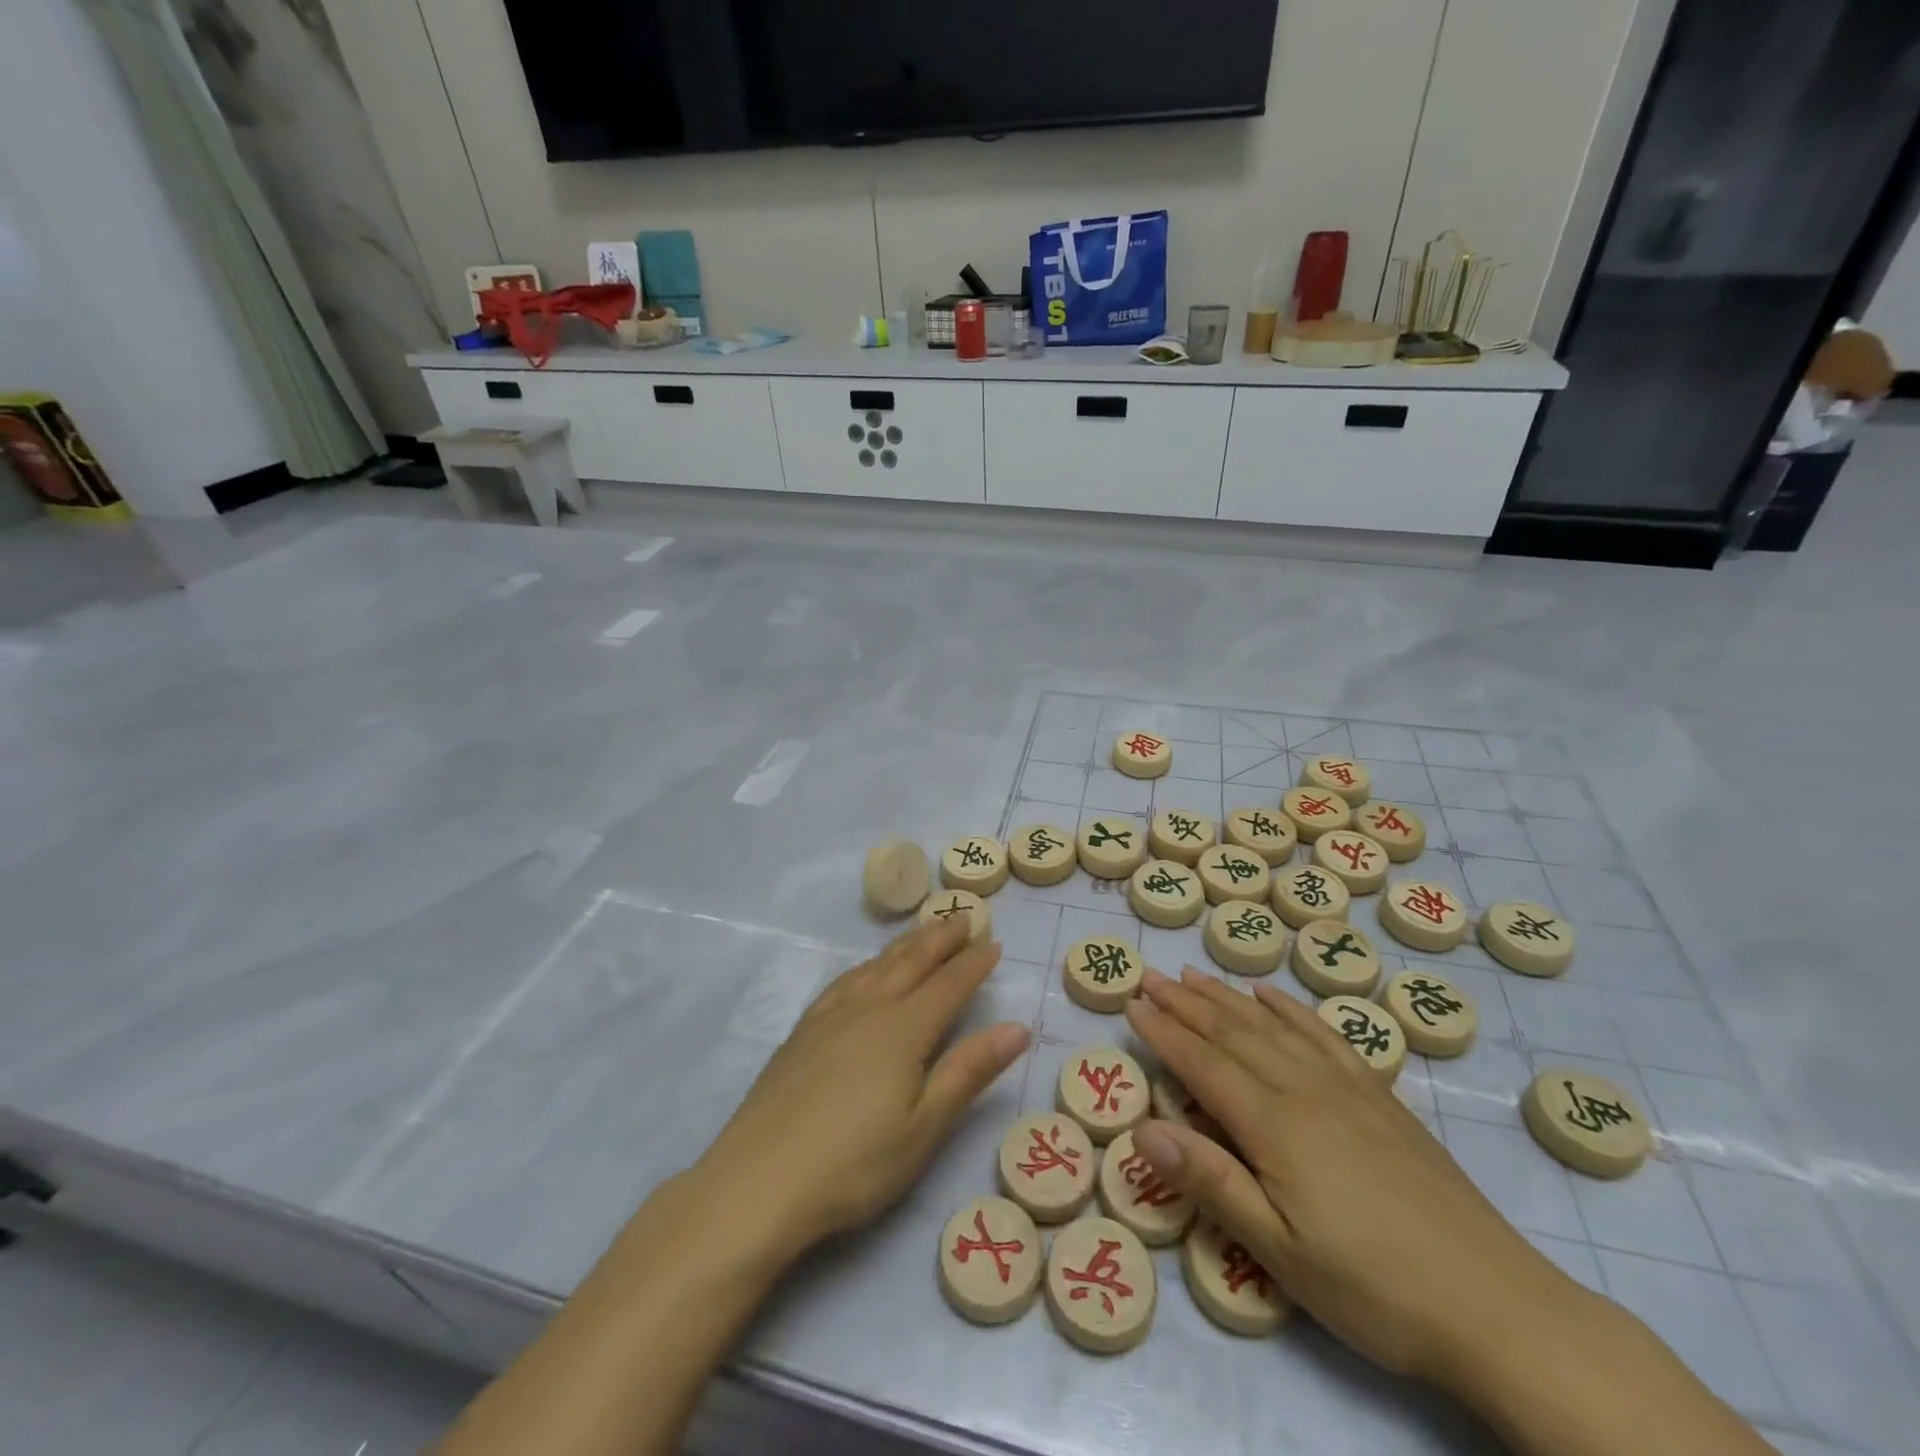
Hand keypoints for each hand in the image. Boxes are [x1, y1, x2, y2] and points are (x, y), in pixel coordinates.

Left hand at [695, 916, 1030, 1260]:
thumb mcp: (924, 1126)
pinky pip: (845, 979)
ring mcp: (830, 1016)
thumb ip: (969, 1071)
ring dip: (905, 944)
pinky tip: (866, 970)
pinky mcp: (803, 1030)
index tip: (995, 944)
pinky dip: (867, 964)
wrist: (758, 1181)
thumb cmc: (854, 1163)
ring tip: (922, 931)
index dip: (974, 964)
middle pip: (911, 962)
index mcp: (903, 1029)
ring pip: (877, 964)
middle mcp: (869, 1008)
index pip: (949, 985)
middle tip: (963, 917)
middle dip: (940, 938)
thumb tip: (1018, 1027)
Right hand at [1124, 967, 1587, 1390]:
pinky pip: (1323, 1035)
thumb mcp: (1280, 1251)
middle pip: (1232, 1033)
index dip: (1162, 1032)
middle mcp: (1304, 1088)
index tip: (1130, 1003)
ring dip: (1226, 997)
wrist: (1499, 1307)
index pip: (1201, 1063)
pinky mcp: (1380, 1097)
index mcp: (1274, 1123)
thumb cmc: (1374, 1288)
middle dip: (1185, 1003)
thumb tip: (1141, 1128)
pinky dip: (1290, 1008)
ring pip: (1272, 1025)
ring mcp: (1347, 1087)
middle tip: (1149, 976)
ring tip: (1194, 974)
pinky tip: (1272, 995)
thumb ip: (1210, 1182)